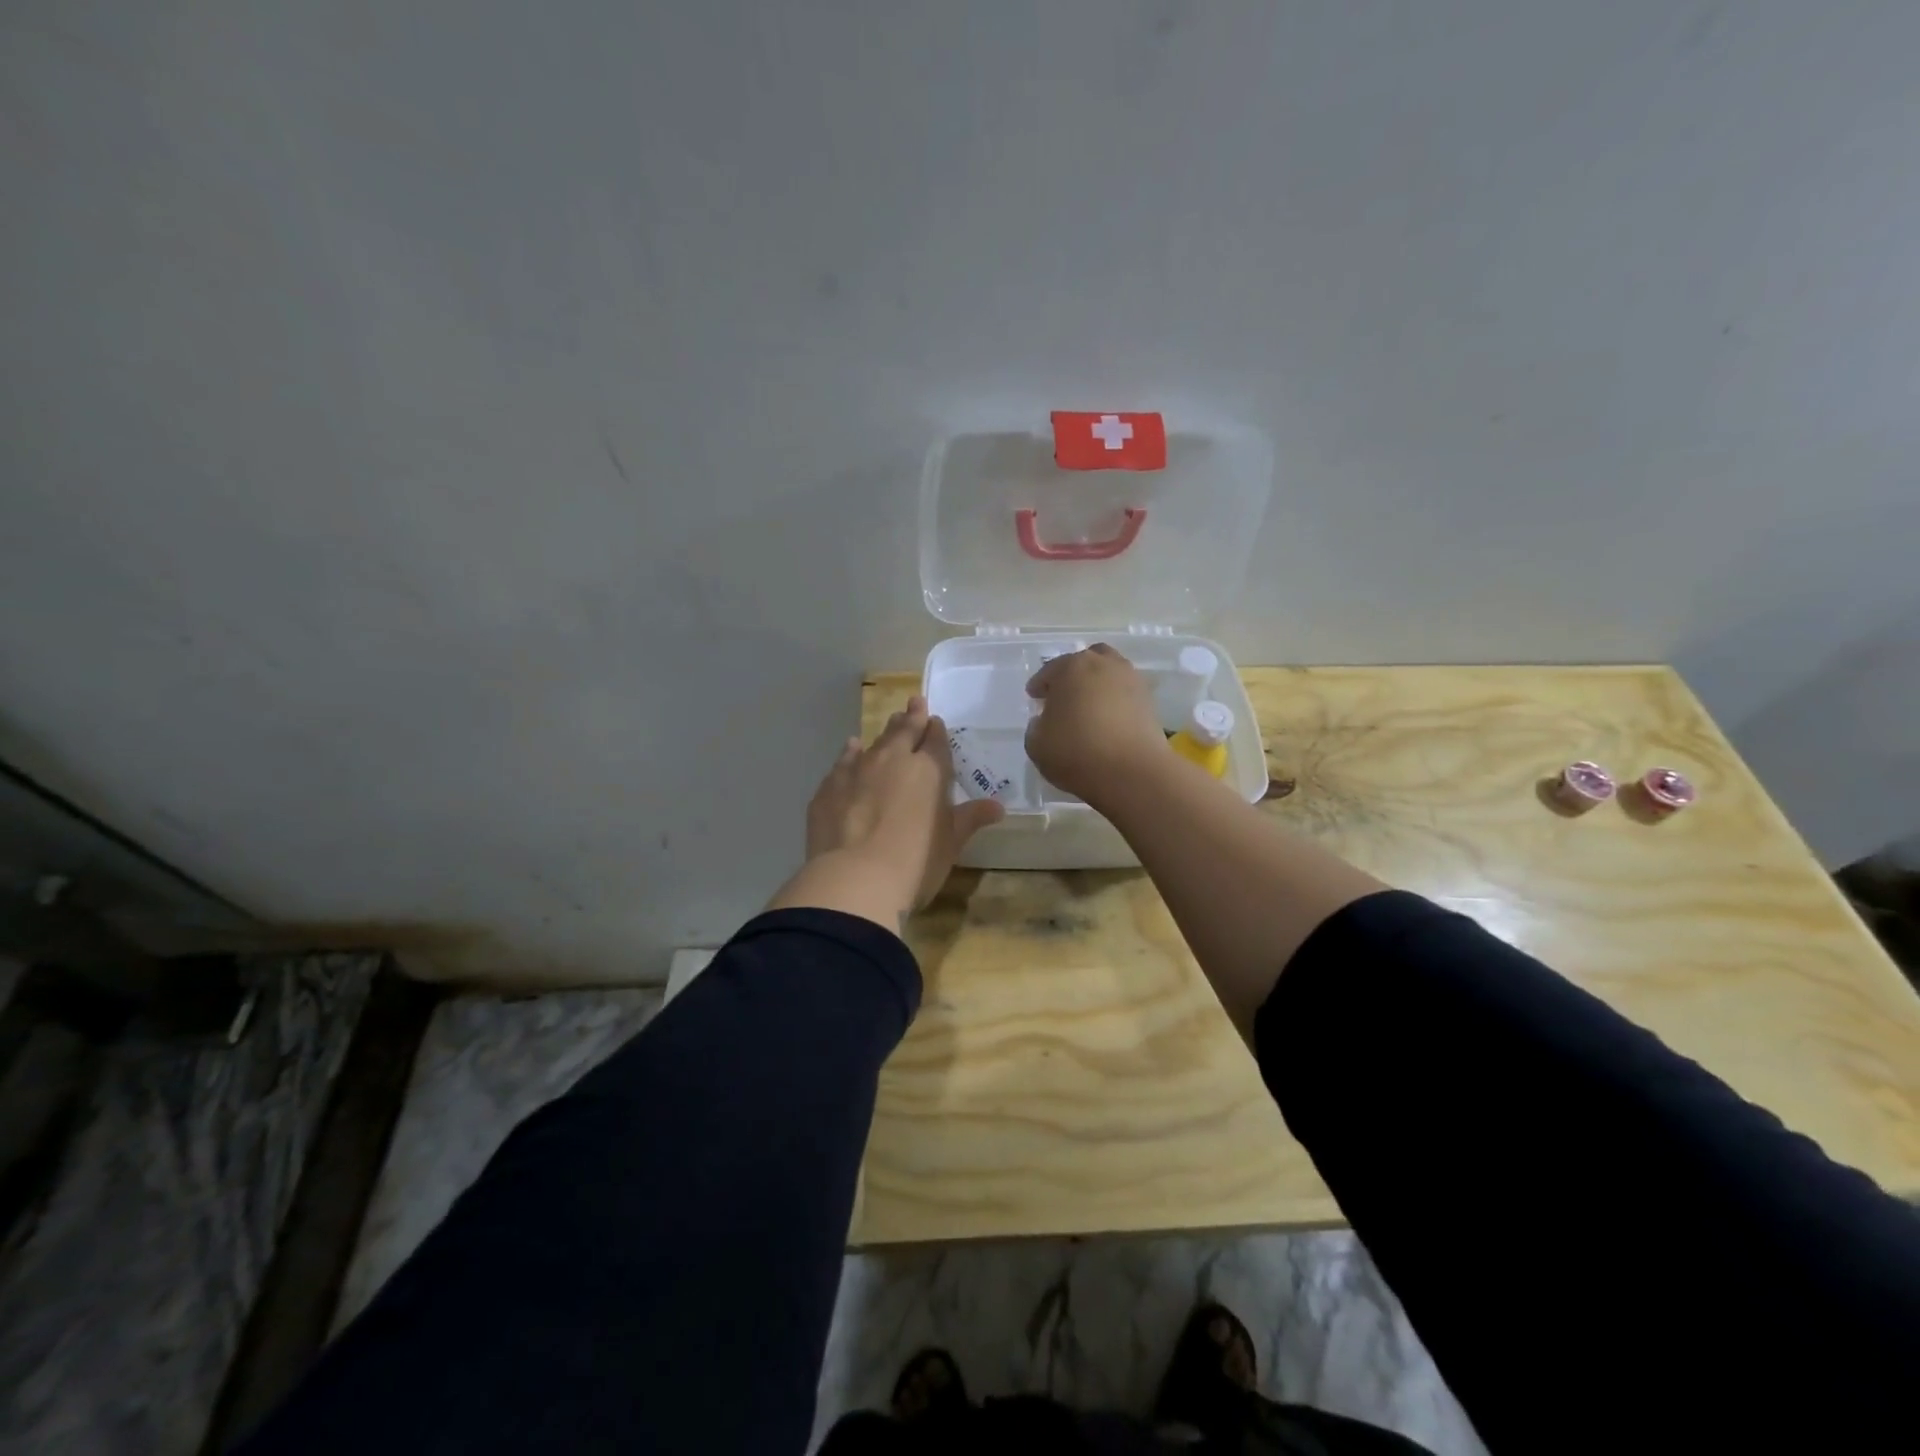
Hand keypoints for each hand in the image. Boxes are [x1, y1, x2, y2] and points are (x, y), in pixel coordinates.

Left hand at [773, 695, 1004, 930]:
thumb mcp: (950, 843)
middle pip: (904, 731)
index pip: (936, 741)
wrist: (854, 879)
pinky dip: (851, 752)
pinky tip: (852, 748)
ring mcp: (857, 770)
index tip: (935, 721)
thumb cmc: (915, 863)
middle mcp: (893, 760)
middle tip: (914, 702)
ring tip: (890, 722)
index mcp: (929, 771)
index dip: (936, 730)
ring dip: (884, 732)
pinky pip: (843, 761)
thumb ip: (970, 819)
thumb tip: (997, 806)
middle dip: (912, 717)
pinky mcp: (829, 787)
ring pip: (874, 742)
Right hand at [1024, 644, 1167, 806]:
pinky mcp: (1150, 701)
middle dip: (1072, 676)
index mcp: (1071, 667)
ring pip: (1109, 675)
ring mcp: (1131, 680)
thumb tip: (1045, 721)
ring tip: (1088, 709)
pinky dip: (1115, 702)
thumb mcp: (1036, 744)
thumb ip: (1036, 727)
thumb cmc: (1076, 752)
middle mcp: (1103, 664)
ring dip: (1097, 686)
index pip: (1049, 671)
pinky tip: (1107, 722)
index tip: (1034, 697)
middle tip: (1063, 697)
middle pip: (1084, 663)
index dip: (1039, 685)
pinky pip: (1125, 695)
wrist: (1133, 772)